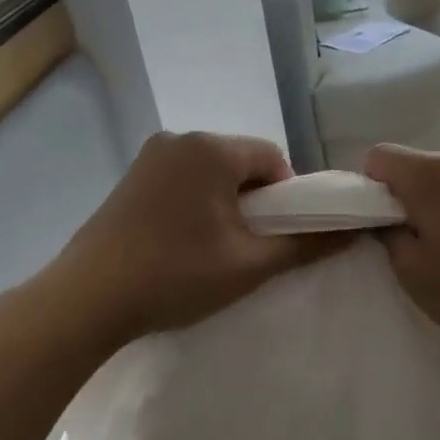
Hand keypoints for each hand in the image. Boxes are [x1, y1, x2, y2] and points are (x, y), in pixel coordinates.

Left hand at [44, 132, 339, 354]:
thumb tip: (354, 233)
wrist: (86, 300)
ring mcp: (149, 158)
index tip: (279, 236)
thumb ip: (306, 245)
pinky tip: (185, 244)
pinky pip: (183, 181)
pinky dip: (197, 205)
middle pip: (241, 163)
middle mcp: (179, 139)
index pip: (273, 158)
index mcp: (211, 149)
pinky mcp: (129, 179)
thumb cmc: (176, 275)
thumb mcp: (250, 264)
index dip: (288, 197)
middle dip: (256, 201)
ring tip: (217, 250)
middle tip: (251, 247)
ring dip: (226, 204)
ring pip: (211, 174)